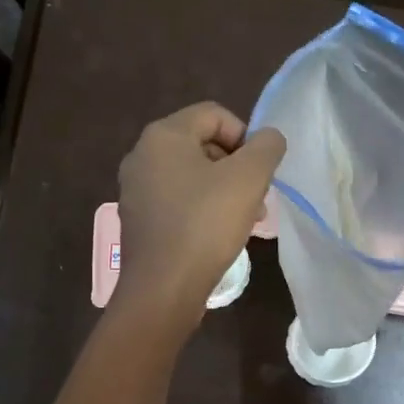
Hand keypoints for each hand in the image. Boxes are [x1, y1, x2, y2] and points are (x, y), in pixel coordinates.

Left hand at [114, 102, 285, 335]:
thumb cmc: (205, 225)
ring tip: (247, 220)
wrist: (162, 289)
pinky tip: (220, 235)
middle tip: (258, 198)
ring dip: (224, 191)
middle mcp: (142, 155)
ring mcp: (135, 189)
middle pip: (202, 145)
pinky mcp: (138, 220)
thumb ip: (266, 147)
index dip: (246, 137)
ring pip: (191, 176)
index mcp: (163, 135)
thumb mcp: (249, 178)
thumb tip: (268, 138)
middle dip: (237, 167)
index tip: (261, 171)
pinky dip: (202, 210)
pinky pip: (177, 201)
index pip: (214, 115)